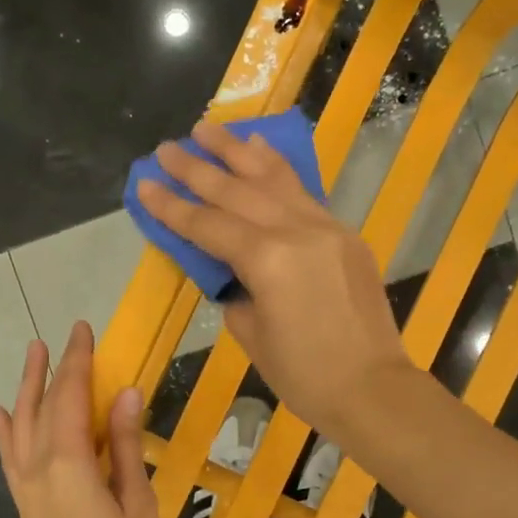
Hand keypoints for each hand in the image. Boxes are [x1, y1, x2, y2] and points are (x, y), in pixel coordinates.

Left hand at [0, 321, 163, 517]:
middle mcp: (38, 468)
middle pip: (43, 405)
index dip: (77, 361)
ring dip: (26, 388)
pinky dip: (3, 429)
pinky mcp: (24, 506)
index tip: (83, 329)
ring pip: (20, 425)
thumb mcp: (138, 505)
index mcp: (70, 464)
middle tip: (64, 336)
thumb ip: (128, 447)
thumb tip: (126, 393)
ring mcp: (26, 488)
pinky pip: (9, 456)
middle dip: (54, 368)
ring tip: (31, 355)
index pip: (71, 397)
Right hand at [136, 119, 410, 436]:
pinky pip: (305, 193)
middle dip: (197, 168)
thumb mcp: (253, 336)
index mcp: (266, 261)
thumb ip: (237, 292)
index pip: (208, 226)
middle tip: (166, 148)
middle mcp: (296, 232)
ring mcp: (326, 228)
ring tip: (209, 128)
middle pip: (237, 192)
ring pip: (274, 180)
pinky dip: (278, 170)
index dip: (172, 207)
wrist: (373, 388)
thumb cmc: (305, 376)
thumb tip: (236, 273)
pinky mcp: (345, 235)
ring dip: (238, 152)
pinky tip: (261, 151)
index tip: (144, 184)